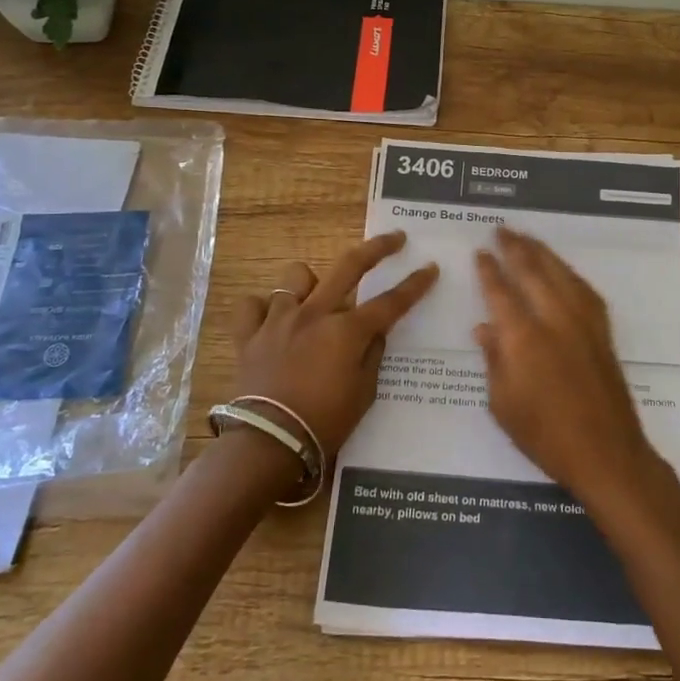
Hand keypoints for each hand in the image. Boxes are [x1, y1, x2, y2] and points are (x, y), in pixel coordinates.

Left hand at [229, 231, 437, 458]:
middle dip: (378, 248)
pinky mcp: (249, 334)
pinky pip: (252, 305)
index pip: (391, 301)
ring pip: (295, 277)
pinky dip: (263, 308)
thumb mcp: (363, 394)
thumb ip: (372, 356)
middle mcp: (315, 313)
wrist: (269, 442)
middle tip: (395, 238)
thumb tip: (375, 333)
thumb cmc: (325, 422)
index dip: (414, 285)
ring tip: (313, 299)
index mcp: (347, 331)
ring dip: (309, 283)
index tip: (430, 268)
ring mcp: (280, 320)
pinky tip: (271, 319)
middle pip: (350, 266)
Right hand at [474, 227, 666, 509]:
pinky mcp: (602, 331)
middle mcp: (554, 318)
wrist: (606, 452)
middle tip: (501, 229)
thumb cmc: (545, 435)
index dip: (489, 270)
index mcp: (523, 337)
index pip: (500, 291)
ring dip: (542, 252)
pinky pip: (583, 289)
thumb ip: (493, 360)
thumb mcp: (503, 404)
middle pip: (532, 271)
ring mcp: (583, 322)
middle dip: (515, 248)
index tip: (480, 252)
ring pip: (560, 273)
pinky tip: (562, 270)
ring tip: (527, 238)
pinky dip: (568, 273)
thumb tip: (484, 328)